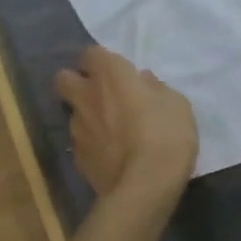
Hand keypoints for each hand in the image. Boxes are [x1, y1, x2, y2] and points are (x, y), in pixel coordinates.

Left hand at [53, 46, 197, 200]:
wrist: (144, 187)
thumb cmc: (166, 136)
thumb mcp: (177, 104)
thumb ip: (155, 88)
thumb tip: (142, 82)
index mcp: (110, 76)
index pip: (90, 54)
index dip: (101, 62)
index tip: (116, 73)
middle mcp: (86, 97)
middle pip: (63, 79)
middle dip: (76, 82)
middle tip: (99, 95)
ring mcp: (77, 129)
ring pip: (72, 113)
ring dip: (86, 116)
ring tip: (110, 132)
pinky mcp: (77, 158)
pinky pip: (81, 143)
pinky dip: (92, 145)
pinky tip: (110, 155)